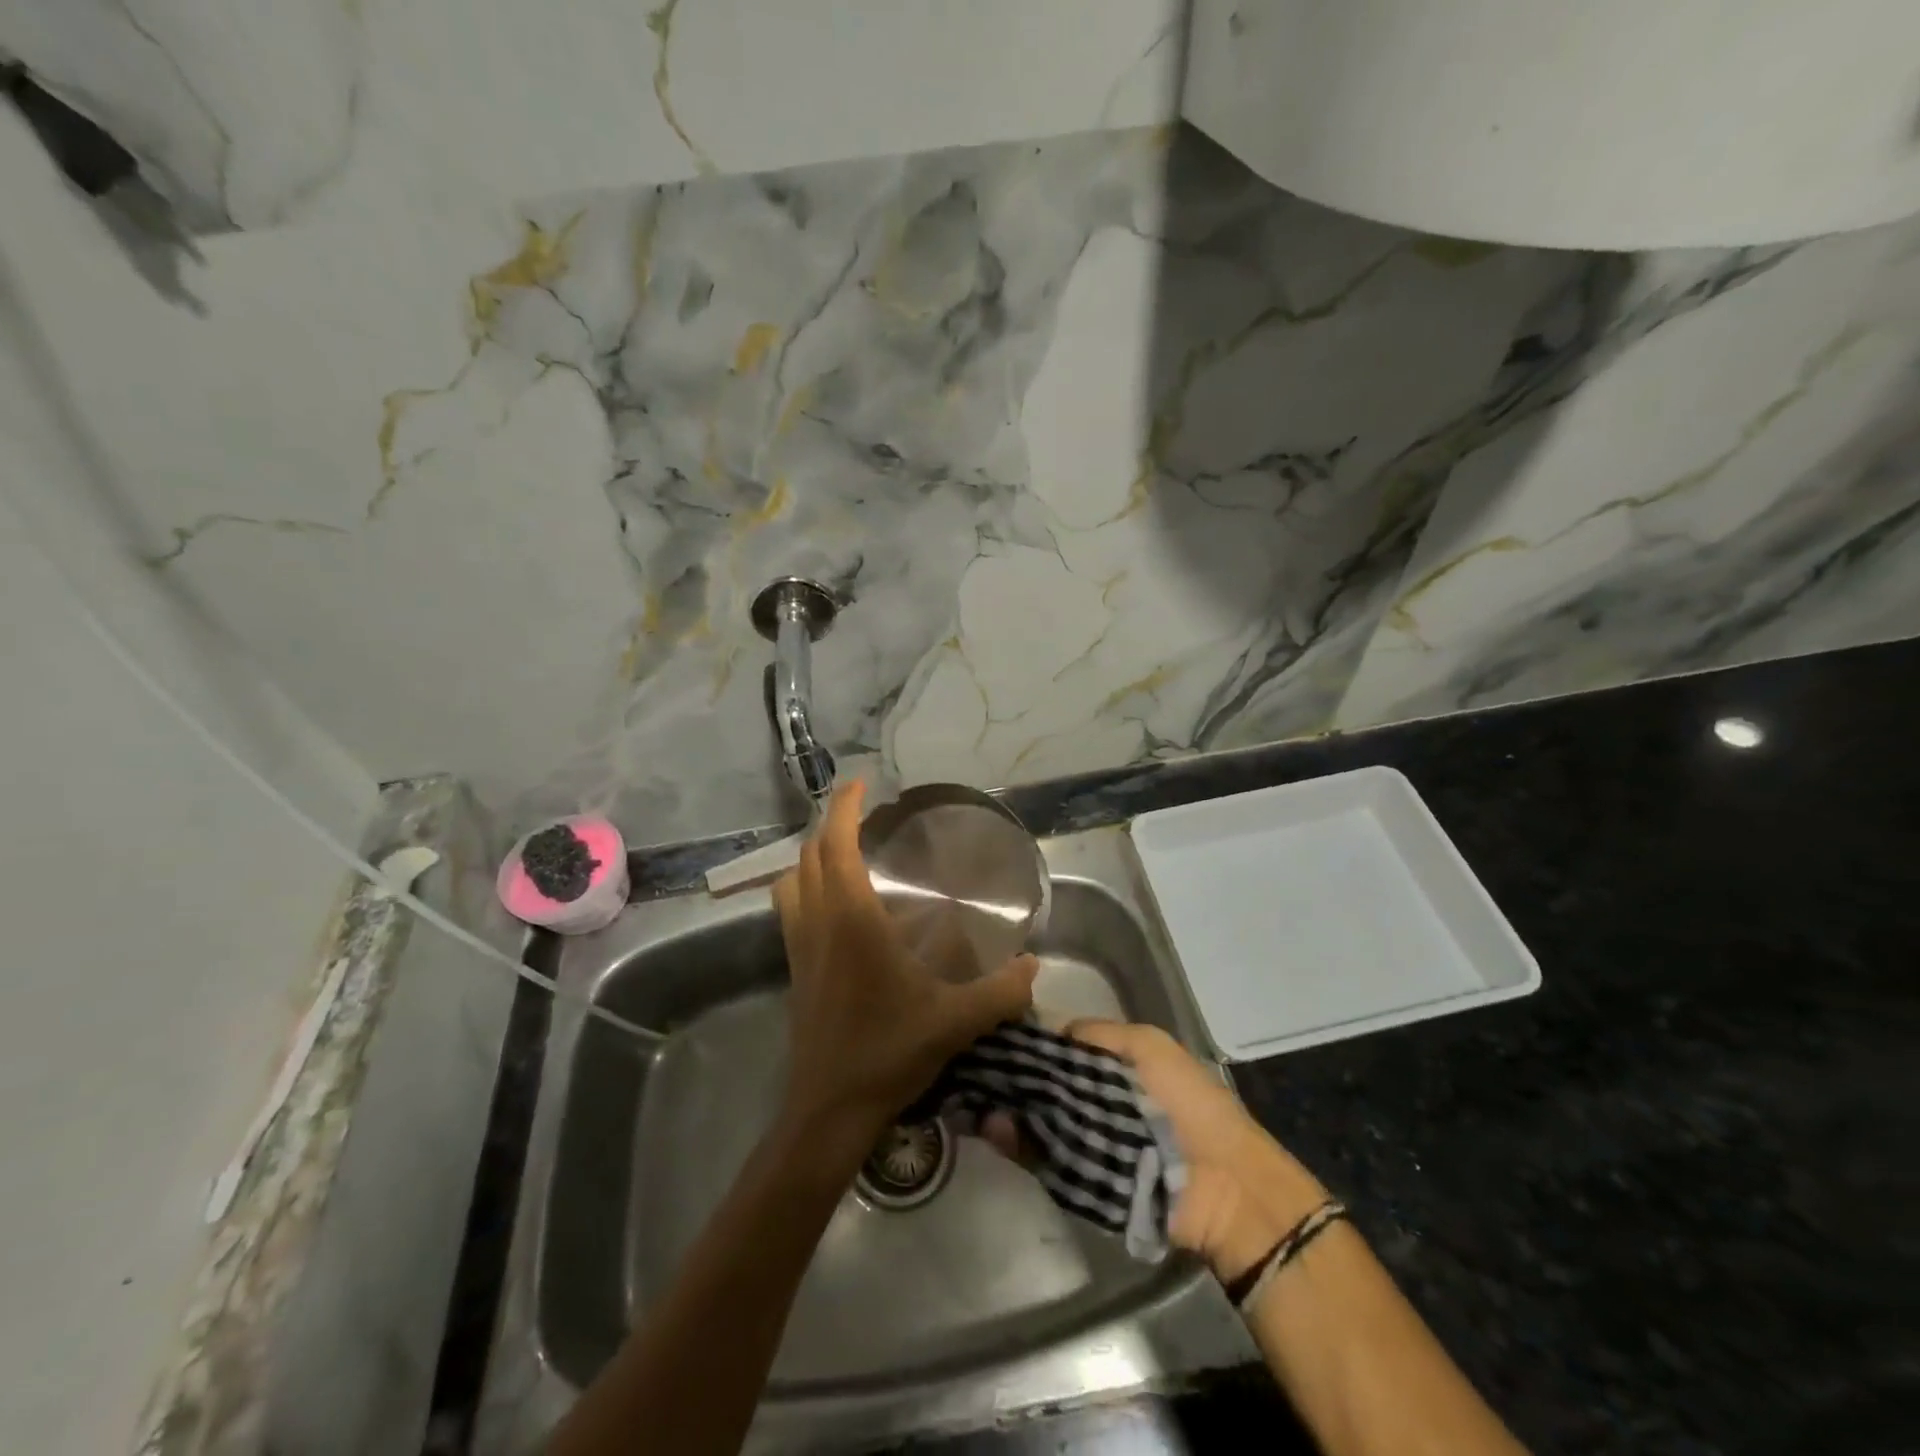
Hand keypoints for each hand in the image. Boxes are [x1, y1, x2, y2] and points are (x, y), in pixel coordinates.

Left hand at [774, 780, 1037, 1150]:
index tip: (860, 783)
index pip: (837, 846)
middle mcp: (819, 923)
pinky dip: (805, 887)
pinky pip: (791, 909)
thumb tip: (1035, 964)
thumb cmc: (887, 1054)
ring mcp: (799, 947)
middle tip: (861, 815)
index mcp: (852, 921)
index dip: (843, 808)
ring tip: (844, 853)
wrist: (828, 1110)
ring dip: (811, 857)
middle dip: (830, 825)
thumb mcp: (955, 1022)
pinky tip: (836, 907)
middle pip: (808, 855)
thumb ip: (1000, 991)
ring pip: (791, 881)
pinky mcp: (795, 969)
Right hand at [992, 1020, 1328, 1281]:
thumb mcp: (1146, 1047)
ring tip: (979, 1101)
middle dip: (1020, 1079)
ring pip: (1041, 1118)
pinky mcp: (1084, 1180)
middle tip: (982, 1071)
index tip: (1000, 1038)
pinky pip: (1046, 1157)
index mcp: (1115, 1063)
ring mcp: (1091, 1140)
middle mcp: (1099, 1098)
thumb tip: (1048, 1036)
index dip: (1037, 1043)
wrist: (1222, 1187)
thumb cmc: (1188, 1103)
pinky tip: (995, 1130)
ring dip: (1014, 1112)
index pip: (1064, 1047)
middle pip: (1049, 1083)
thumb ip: (1094, 1035)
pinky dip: (1021, 1145)